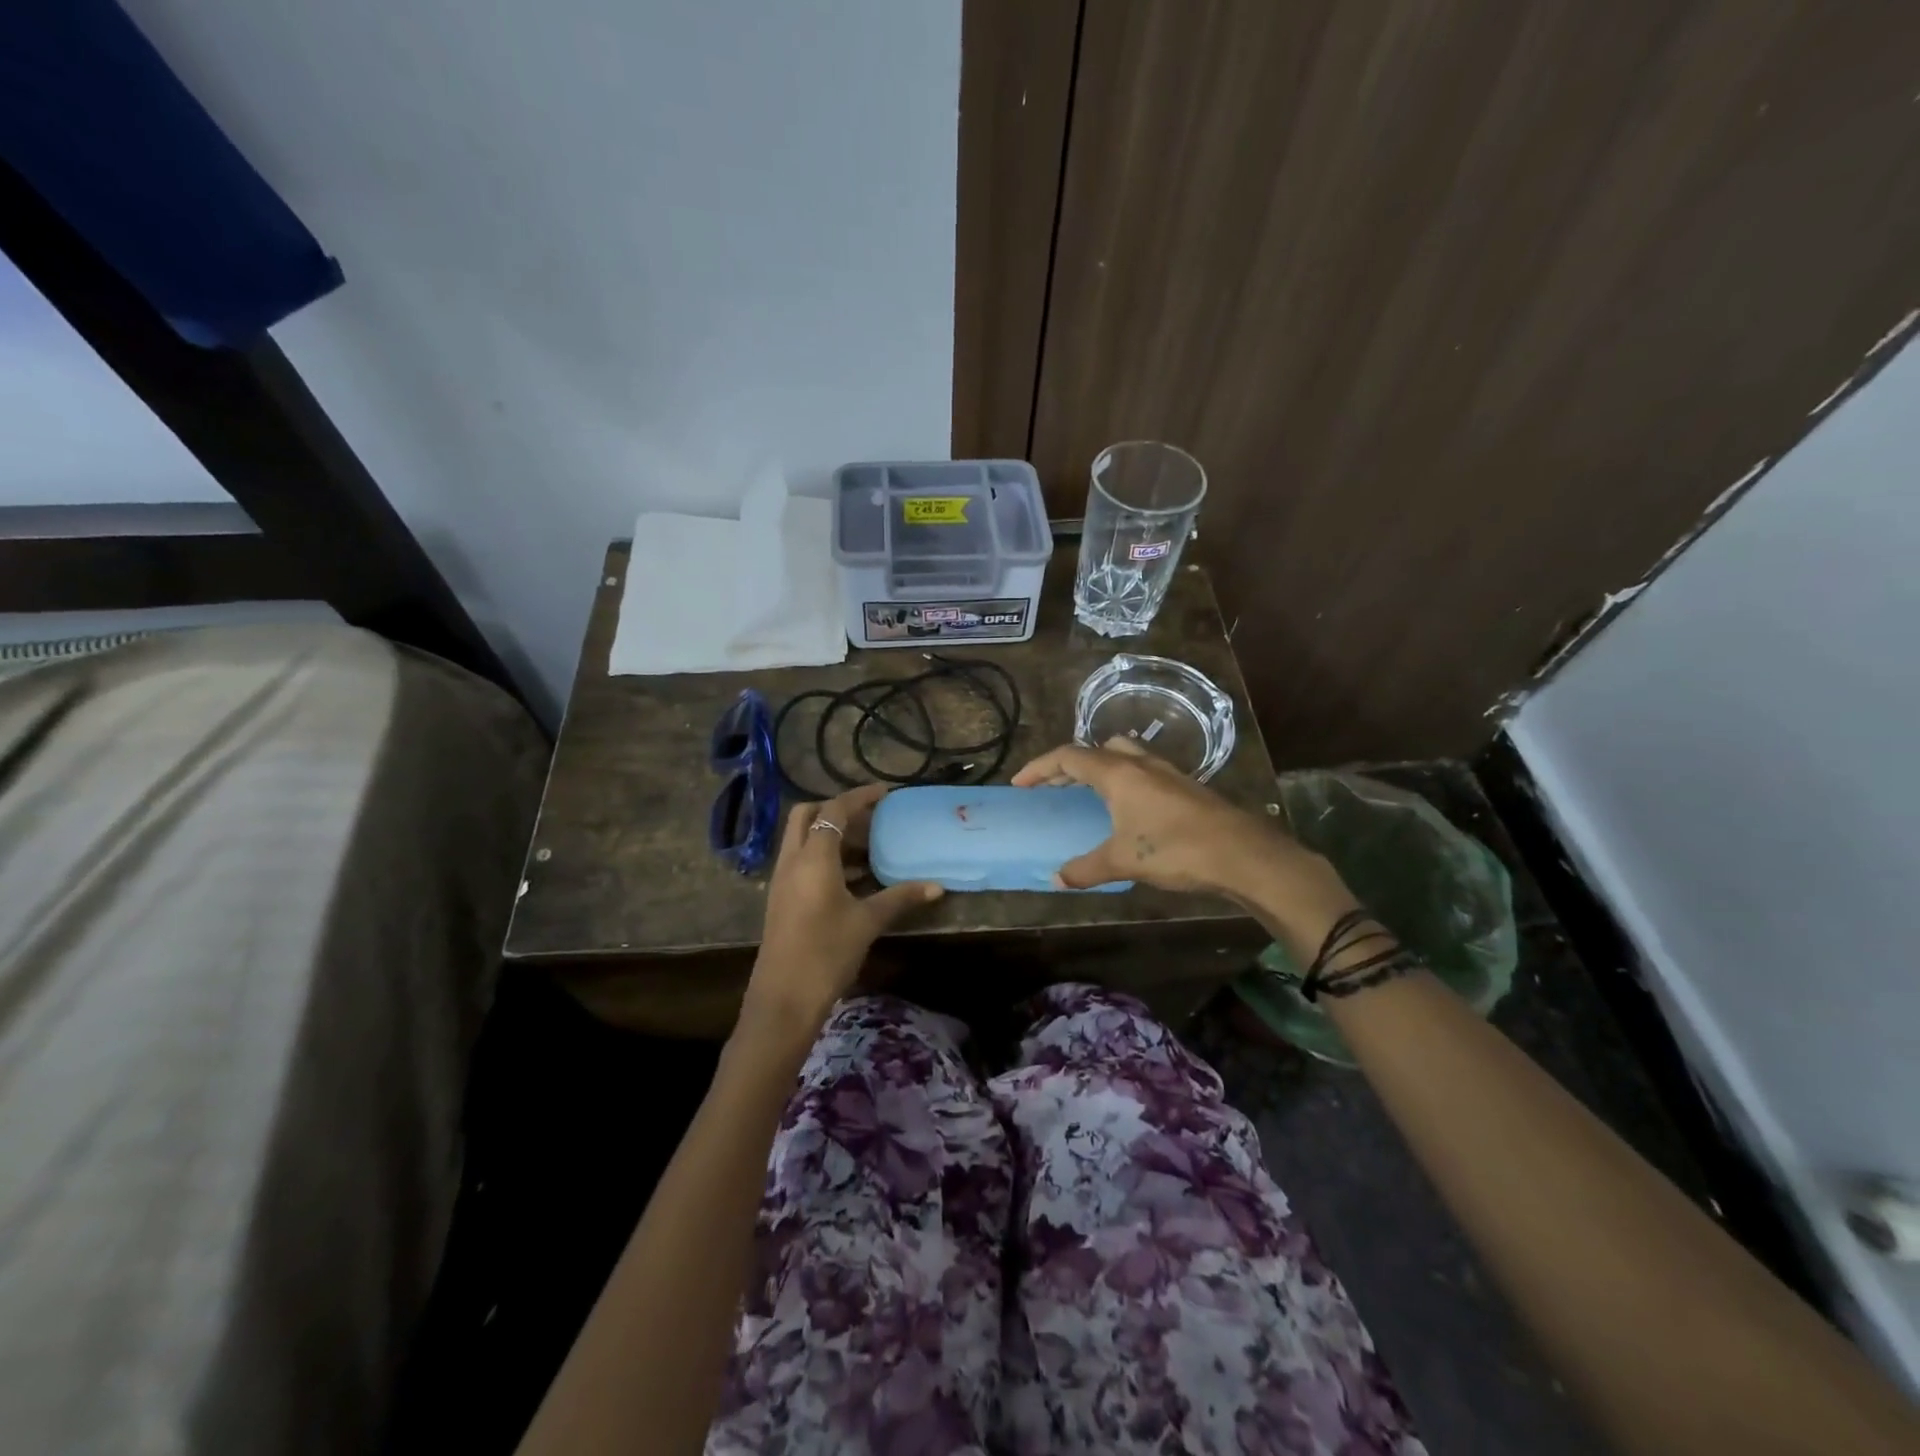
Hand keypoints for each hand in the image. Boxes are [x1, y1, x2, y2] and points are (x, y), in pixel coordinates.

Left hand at [741, 784, 942, 1041]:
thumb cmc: (826, 953)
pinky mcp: (781, 898)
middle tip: (869, 817)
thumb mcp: (867, 922)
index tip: (885, 792)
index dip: (860, 797)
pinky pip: (801, 861)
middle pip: (807, 815)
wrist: (783, 999)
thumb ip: (900, 898)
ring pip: (802, 839)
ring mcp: (783, 880)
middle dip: (836, 809)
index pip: (834, 811)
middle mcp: (792, 860)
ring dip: (830, 834)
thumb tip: (937, 886)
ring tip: (868, 845)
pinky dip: (824, 856)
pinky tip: (853, 877)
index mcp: (813, 857)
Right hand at [1012, 739, 1359, 955]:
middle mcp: (1139, 763)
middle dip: (1069, 764)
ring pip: (1123, 754)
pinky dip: (1123, 779)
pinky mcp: (1184, 785)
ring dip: (1099, 767)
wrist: (1241, 853)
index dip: (1039, 767)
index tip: (1020, 784)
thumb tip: (1056, 879)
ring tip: (1088, 792)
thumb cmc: (1175, 849)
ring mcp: (1166, 771)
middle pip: (1095, 749)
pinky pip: (1142, 770)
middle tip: (1053, 787)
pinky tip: (1128, 807)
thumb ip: (1085, 868)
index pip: (1068, 757)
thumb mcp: (1123, 861)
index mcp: (1117, 772)